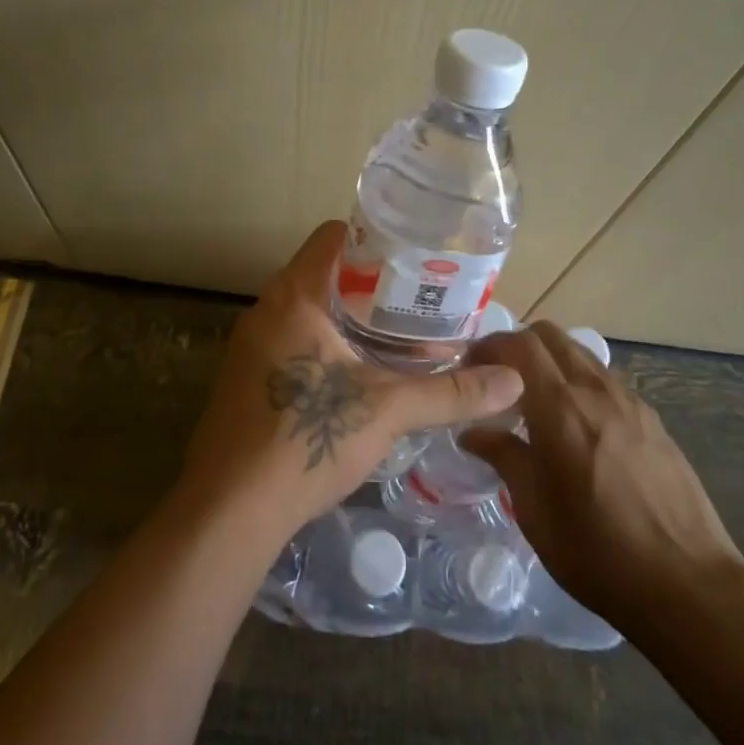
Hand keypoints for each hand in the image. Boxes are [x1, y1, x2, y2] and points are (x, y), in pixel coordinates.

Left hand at [180, 221, 524, 541]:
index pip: (334, 236)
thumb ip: (450, 392)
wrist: (229, 509)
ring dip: (351, 318)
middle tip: (421, 302)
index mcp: (294, 295)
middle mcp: (267, 309)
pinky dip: (328, 345)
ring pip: (309, 310)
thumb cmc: (306, 439)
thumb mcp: (387, 410)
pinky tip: (361, 376)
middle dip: (373, 285)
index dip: (377, 239)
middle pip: (325, 273)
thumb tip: (514, 381)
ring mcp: (252, 344)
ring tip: (401, 337)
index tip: (416, 258)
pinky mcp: (248, 378)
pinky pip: (294, 340)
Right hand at [459, 323, 743, 629]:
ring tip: (536, 402)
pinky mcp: (652, 420)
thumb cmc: (598, 553)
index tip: (469, 369)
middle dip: (517, 346)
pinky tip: (577, 427)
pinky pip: (605, 380)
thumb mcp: (534, 512)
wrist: (690, 587)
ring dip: (550, 362)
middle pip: (549, 335)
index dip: (488, 347)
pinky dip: (579, 383)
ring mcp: (629, 402)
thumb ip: (503, 458)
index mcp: (560, 409)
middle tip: (499, 380)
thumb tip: (472, 432)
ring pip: (579, 353)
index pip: (518, 345)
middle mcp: (595, 391)